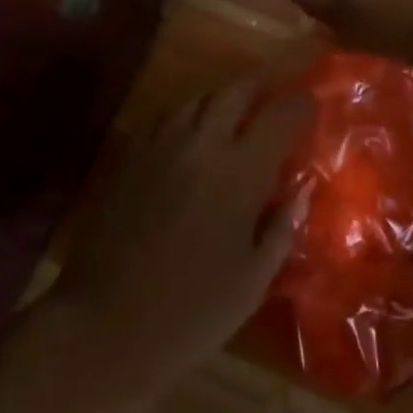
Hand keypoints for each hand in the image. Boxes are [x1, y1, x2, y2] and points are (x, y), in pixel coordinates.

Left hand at [50, 80, 311, 400]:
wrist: (102, 329)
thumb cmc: (189, 314)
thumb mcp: (252, 281)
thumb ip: (282, 227)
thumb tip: (302, 189)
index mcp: (239, 172)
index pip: (280, 115)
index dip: (299, 104)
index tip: (310, 103)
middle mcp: (202, 143)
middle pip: (237, 88)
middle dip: (262, 84)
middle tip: (275, 94)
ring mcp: (162, 144)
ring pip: (200, 98)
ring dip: (225, 100)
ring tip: (236, 116)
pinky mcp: (131, 155)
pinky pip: (169, 118)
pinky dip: (191, 119)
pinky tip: (194, 141)